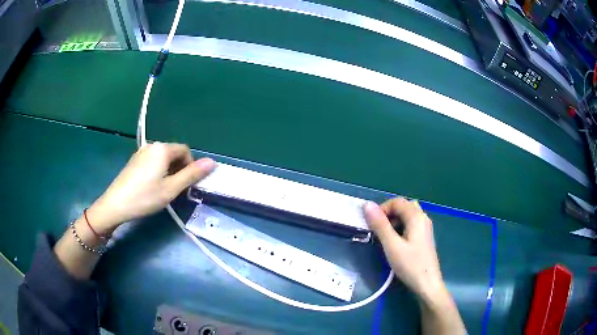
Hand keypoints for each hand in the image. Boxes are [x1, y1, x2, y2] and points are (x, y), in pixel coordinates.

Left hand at [88, 142, 215, 233]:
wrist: (116, 204)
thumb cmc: (145, 197)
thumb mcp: (171, 188)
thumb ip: (192, 174)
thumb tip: (212, 162)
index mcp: (162, 149)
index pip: (185, 150)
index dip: (190, 166)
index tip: (186, 185)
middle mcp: (152, 146)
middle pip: (173, 153)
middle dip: (179, 169)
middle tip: (176, 190)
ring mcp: (141, 153)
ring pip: (162, 159)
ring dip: (169, 171)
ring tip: (163, 190)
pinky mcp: (134, 161)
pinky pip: (152, 162)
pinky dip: (158, 172)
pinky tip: (151, 187)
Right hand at [363, 198, 445, 302]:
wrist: (427, 284)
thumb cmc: (410, 265)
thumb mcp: (392, 246)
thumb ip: (380, 225)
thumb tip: (367, 205)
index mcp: (416, 217)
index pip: (397, 202)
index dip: (382, 209)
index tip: (372, 224)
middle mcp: (423, 218)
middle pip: (403, 207)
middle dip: (388, 215)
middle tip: (378, 231)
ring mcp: (425, 228)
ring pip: (407, 216)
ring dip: (394, 222)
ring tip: (385, 238)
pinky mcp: (424, 237)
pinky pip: (411, 225)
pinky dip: (401, 228)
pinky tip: (396, 243)